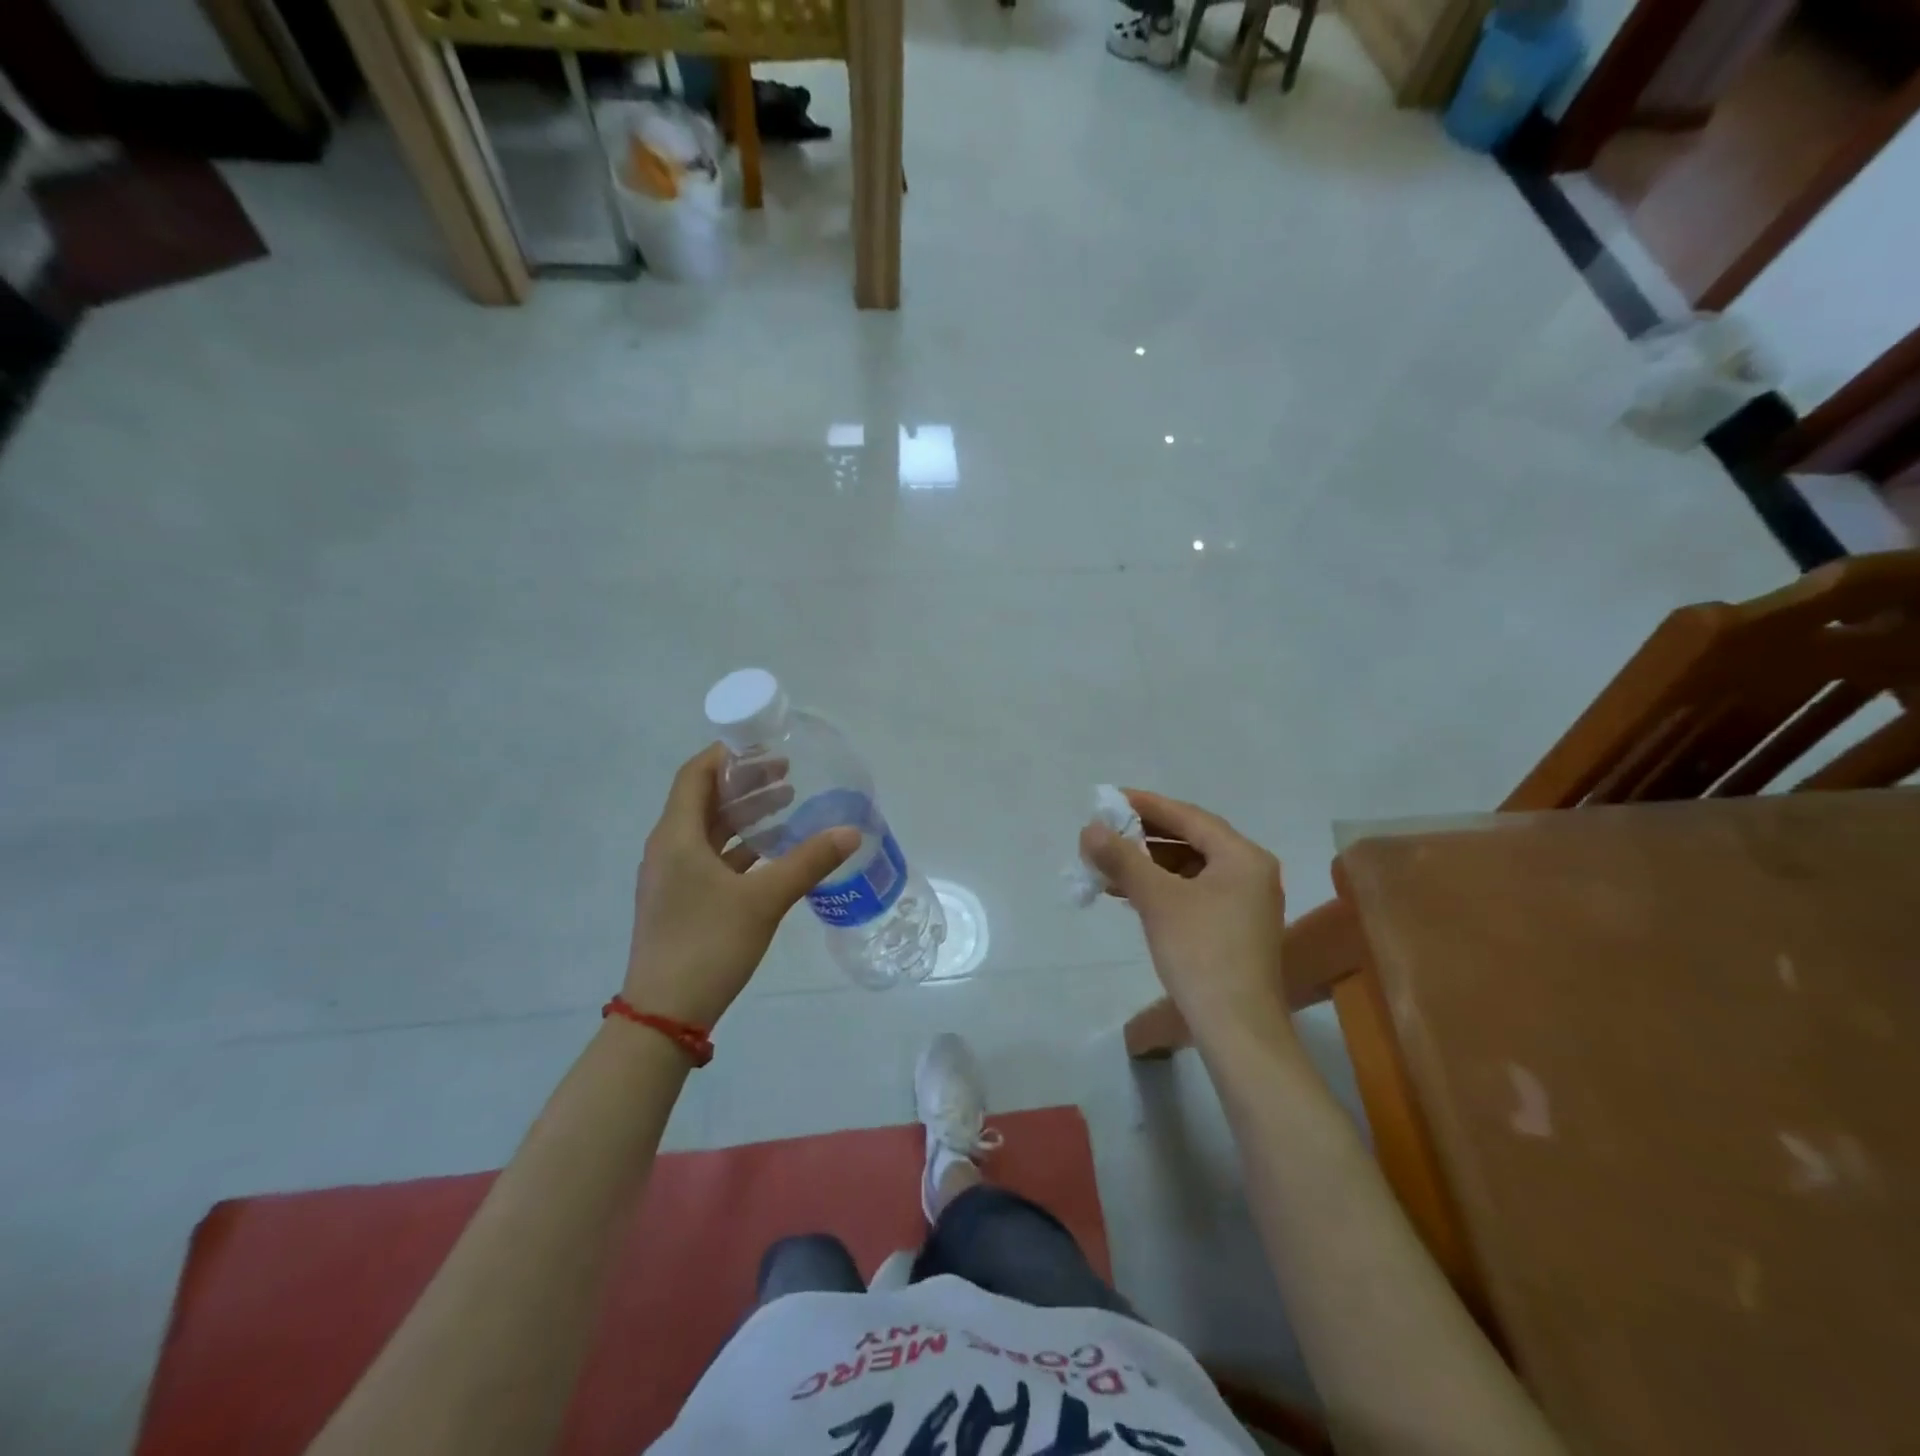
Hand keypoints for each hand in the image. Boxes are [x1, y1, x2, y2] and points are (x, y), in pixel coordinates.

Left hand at [624, 744, 857, 1027]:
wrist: (664, 1014)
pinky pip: (710, 859)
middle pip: (704, 801)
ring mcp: (671, 878)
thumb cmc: (708, 944)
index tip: (765, 745)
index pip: (696, 775)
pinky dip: (740, 847)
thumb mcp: (764, 899)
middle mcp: (668, 849)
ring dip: (745, 816)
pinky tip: (772, 853)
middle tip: (787, 774)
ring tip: (787, 806)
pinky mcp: (679, 902)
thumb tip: (851, 832)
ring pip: (709, 831)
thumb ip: (809, 862)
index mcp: (676, 836)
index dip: (728, 755)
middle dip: (745, 784)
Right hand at [1080, 790, 1288, 1042]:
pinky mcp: (1234, 928)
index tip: (1110, 799)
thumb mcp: (1156, 899)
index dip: (1147, 805)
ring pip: (1190, 868)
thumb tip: (1089, 828)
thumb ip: (1122, 858)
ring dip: (1149, 864)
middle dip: (1144, 837)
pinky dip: (1162, 888)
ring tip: (1108, 865)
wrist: (1236, 1027)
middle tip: (1106, 832)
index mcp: (1243, 856)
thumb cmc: (1200, 952)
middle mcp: (1251, 872)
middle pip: (1191, 840)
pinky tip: (1129, 895)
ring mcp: (1246, 902)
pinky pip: (1193, 892)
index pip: (1189, 817)